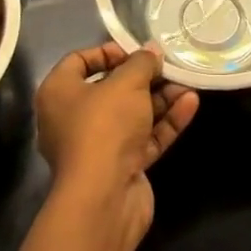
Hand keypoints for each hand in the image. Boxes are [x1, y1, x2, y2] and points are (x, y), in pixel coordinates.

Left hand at [35, 42, 198, 250]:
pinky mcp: (121, 168)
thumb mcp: (127, 82)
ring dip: (160, 98)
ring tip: (188, 82)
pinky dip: (165, 122)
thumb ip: (142, 63)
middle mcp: (73, 119)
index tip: (135, 51)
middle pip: (111, 89)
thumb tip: (152, 52)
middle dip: (143, 77)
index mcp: (59, 93)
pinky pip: (144, 138)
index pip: (79, 61)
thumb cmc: (104, 126)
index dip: (108, 52)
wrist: (104, 199)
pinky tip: (191, 104)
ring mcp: (97, 146)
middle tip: (168, 65)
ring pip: (132, 115)